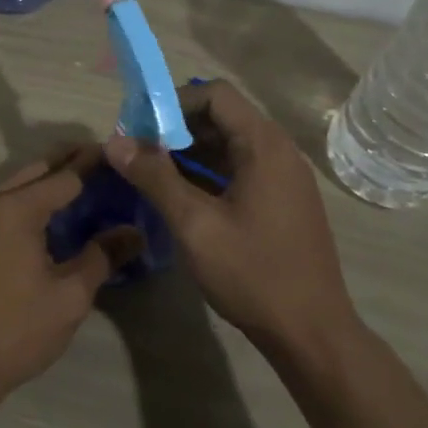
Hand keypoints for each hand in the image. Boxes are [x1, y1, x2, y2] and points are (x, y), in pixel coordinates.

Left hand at [0, 144, 137, 403]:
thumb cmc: (17, 329)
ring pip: (15, 186)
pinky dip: (28, 200)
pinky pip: (2, 205)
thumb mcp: (70, 296)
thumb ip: (102, 256)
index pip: (64, 176)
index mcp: (16, 210)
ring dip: (45, 180)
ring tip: (80, 183)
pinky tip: (49, 216)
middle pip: (35, 171)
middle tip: (101, 160)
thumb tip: (134, 233)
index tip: (118, 154)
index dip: (93, 164)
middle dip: (66, 161)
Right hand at [105, 81, 356, 353]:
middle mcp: (279, 151)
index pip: (215, 95)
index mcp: (265, 146)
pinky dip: (209, 172)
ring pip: (230, 145)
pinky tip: (181, 195)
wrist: (312, 333)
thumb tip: (114, 142)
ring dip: (190, 151)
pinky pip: (241, 169)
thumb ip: (155, 178)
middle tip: (137, 150)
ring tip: (150, 171)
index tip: (139, 126)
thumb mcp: (195, 225)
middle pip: (223, 117)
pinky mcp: (283, 201)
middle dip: (176, 127)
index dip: (173, 102)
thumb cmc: (253, 273)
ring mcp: (284, 178)